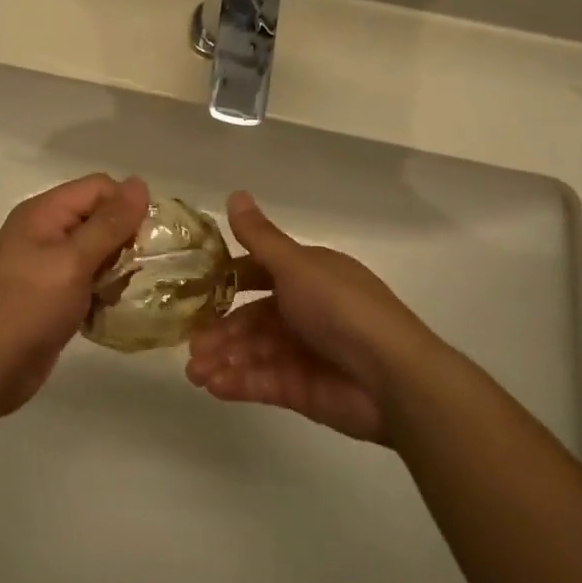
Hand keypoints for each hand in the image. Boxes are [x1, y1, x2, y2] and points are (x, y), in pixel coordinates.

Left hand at [0, 173, 149, 419]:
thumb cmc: (29, 307)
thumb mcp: (73, 261)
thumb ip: (109, 223)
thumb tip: (140, 183)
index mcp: (44, 212)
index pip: (99, 187)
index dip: (126, 207)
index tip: (146, 241)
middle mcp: (46, 230)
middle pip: (100, 218)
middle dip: (124, 241)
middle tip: (136, 271)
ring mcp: (48, 264)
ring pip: (99, 251)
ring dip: (116, 270)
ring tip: (121, 294)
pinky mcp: (54, 293)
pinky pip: (89, 279)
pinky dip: (103, 291)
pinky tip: (110, 310)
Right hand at [186, 192, 439, 442]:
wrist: (392, 378)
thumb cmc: (341, 309)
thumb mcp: (297, 266)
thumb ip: (260, 237)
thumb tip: (235, 193)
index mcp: (307, 276)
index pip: (258, 272)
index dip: (228, 279)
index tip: (193, 287)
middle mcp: (303, 310)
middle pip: (251, 317)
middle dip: (219, 329)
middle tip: (189, 343)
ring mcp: (302, 351)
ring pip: (252, 351)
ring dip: (222, 358)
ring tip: (194, 371)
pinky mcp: (301, 389)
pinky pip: (262, 381)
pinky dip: (237, 382)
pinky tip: (213, 385)